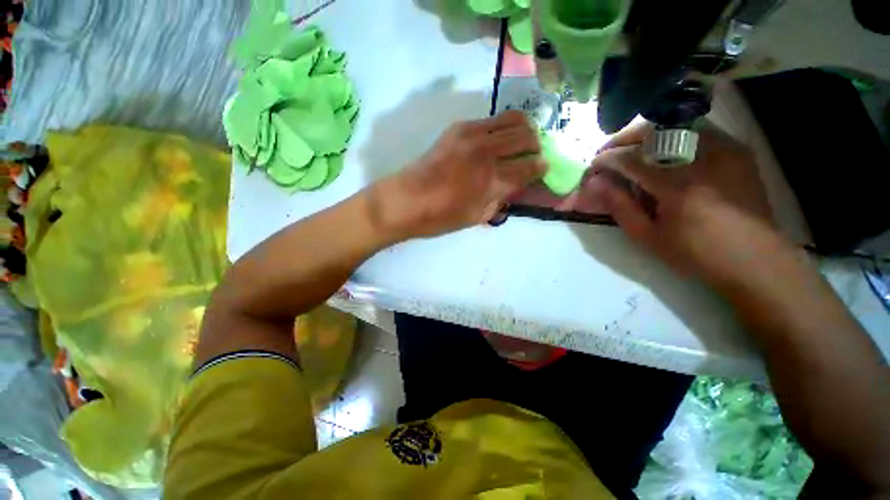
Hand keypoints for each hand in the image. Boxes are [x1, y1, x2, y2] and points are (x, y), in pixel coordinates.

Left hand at [370, 110, 545, 238]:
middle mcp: (488, 152)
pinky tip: (498, 138)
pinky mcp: (459, 128)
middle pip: (526, 137)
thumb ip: (500, 199)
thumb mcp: (477, 217)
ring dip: (524, 130)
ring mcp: (473, 135)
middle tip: (533, 155)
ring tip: (522, 140)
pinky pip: (491, 119)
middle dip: (536, 146)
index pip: (530, 167)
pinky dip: (502, 126)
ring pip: (513, 119)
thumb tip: (513, 186)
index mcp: (494, 180)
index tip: (543, 168)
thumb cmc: (441, 217)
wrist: (407, 200)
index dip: (541, 167)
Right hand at [579, 122, 788, 288]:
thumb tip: (594, 183)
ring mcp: (725, 150)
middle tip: (610, 152)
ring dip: (648, 135)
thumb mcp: (648, 237)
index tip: (593, 165)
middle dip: (625, 138)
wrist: (755, 259)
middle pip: (656, 131)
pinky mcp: (737, 150)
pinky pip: (698, 131)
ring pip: (677, 124)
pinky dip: (674, 137)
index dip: (607, 158)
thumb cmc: (696, 254)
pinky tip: (666, 154)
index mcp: (679, 187)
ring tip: (634, 151)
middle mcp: (704, 159)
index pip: (632, 159)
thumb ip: (619, 206)